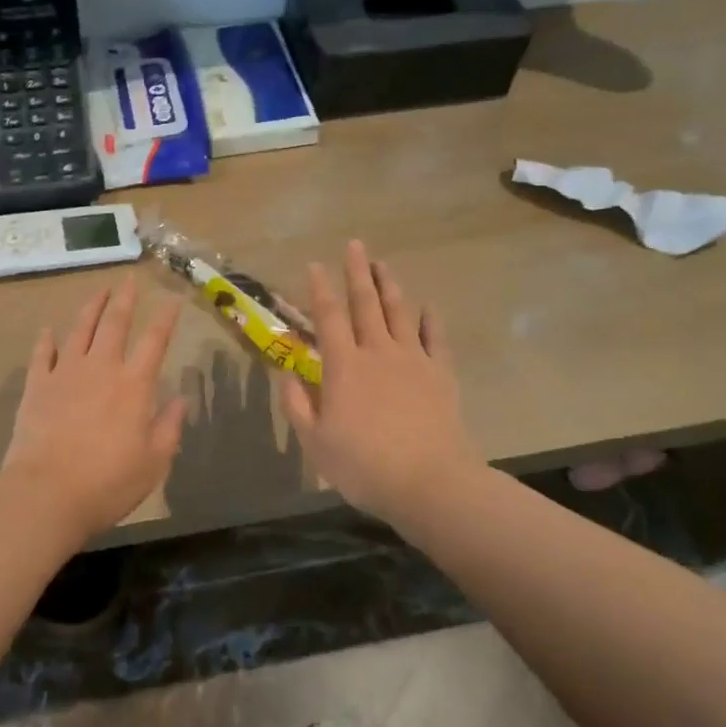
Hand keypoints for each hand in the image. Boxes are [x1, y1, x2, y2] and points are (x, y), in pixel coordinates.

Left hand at [2, 280, 187, 537]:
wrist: (47, 493)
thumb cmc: (108, 482)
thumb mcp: (154, 462)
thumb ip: (169, 427)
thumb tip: (180, 400)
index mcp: (134, 385)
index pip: (155, 340)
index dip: (166, 317)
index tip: (173, 298)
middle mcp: (101, 368)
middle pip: (115, 323)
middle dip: (125, 299)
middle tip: (130, 280)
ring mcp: (65, 373)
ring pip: (80, 329)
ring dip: (91, 308)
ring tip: (99, 292)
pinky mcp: (37, 386)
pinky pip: (42, 354)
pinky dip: (47, 339)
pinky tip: (49, 330)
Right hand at [278, 240, 485, 524]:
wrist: (429, 482)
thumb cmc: (364, 466)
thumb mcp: (316, 443)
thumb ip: (297, 407)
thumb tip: (285, 377)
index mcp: (344, 367)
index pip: (328, 318)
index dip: (319, 289)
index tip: (314, 264)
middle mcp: (377, 352)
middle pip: (365, 304)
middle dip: (357, 272)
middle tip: (355, 244)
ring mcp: (412, 360)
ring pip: (399, 312)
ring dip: (389, 285)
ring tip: (383, 264)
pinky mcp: (440, 374)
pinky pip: (434, 338)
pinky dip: (430, 320)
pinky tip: (428, 306)